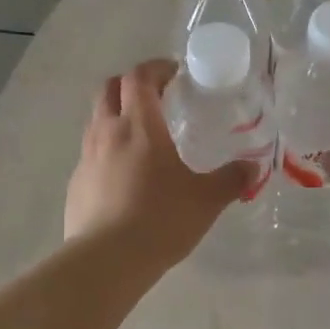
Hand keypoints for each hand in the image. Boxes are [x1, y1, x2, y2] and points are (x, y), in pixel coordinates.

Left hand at [64, 59, 254, 268]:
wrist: (107, 260)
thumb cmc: (160, 220)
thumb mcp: (206, 200)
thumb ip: (231, 179)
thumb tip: (253, 168)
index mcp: (139, 126)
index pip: (139, 77)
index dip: (155, 68)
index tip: (173, 73)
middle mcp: (107, 132)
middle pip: (108, 89)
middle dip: (130, 85)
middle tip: (155, 97)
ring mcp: (86, 158)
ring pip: (96, 120)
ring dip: (115, 115)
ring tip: (140, 136)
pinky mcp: (76, 184)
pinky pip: (90, 153)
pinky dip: (106, 150)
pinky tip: (124, 175)